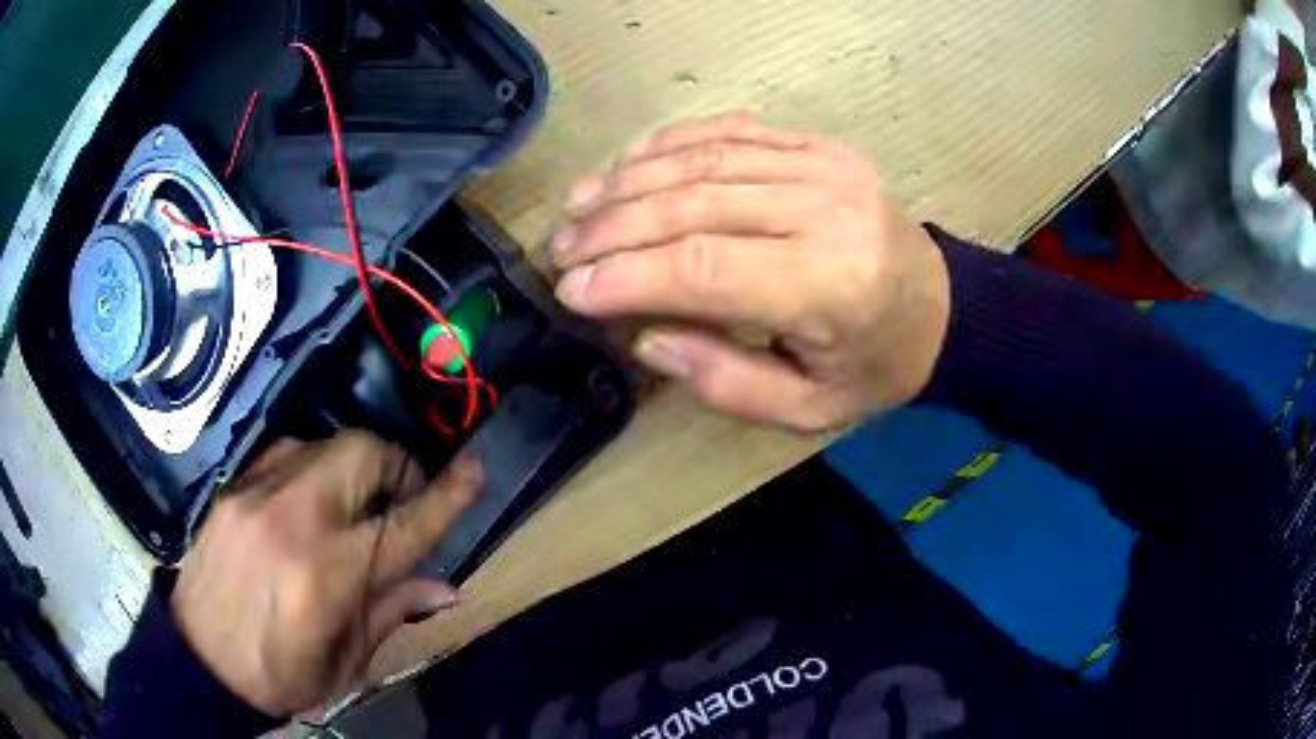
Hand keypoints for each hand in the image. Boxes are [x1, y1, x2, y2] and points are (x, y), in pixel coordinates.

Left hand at [170, 431, 481, 715]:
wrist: (199, 660)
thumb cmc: (280, 675)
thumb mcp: (346, 662)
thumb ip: (392, 612)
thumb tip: (446, 586)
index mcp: (327, 577)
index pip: (402, 524)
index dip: (445, 496)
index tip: (473, 470)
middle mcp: (292, 521)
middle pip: (362, 453)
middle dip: (395, 466)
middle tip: (399, 499)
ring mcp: (254, 495)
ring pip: (324, 443)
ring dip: (353, 465)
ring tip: (353, 501)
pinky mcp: (230, 488)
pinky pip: (285, 452)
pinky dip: (311, 467)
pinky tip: (307, 499)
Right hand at [551, 113, 950, 431]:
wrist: (943, 308)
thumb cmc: (877, 367)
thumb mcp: (807, 409)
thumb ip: (723, 381)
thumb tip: (644, 335)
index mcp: (829, 285)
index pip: (702, 266)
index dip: (625, 276)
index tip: (571, 290)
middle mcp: (826, 210)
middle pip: (693, 203)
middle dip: (613, 226)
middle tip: (562, 248)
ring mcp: (824, 166)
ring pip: (704, 159)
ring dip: (629, 179)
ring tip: (579, 204)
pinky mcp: (820, 146)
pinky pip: (732, 132)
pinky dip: (672, 143)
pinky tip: (630, 162)